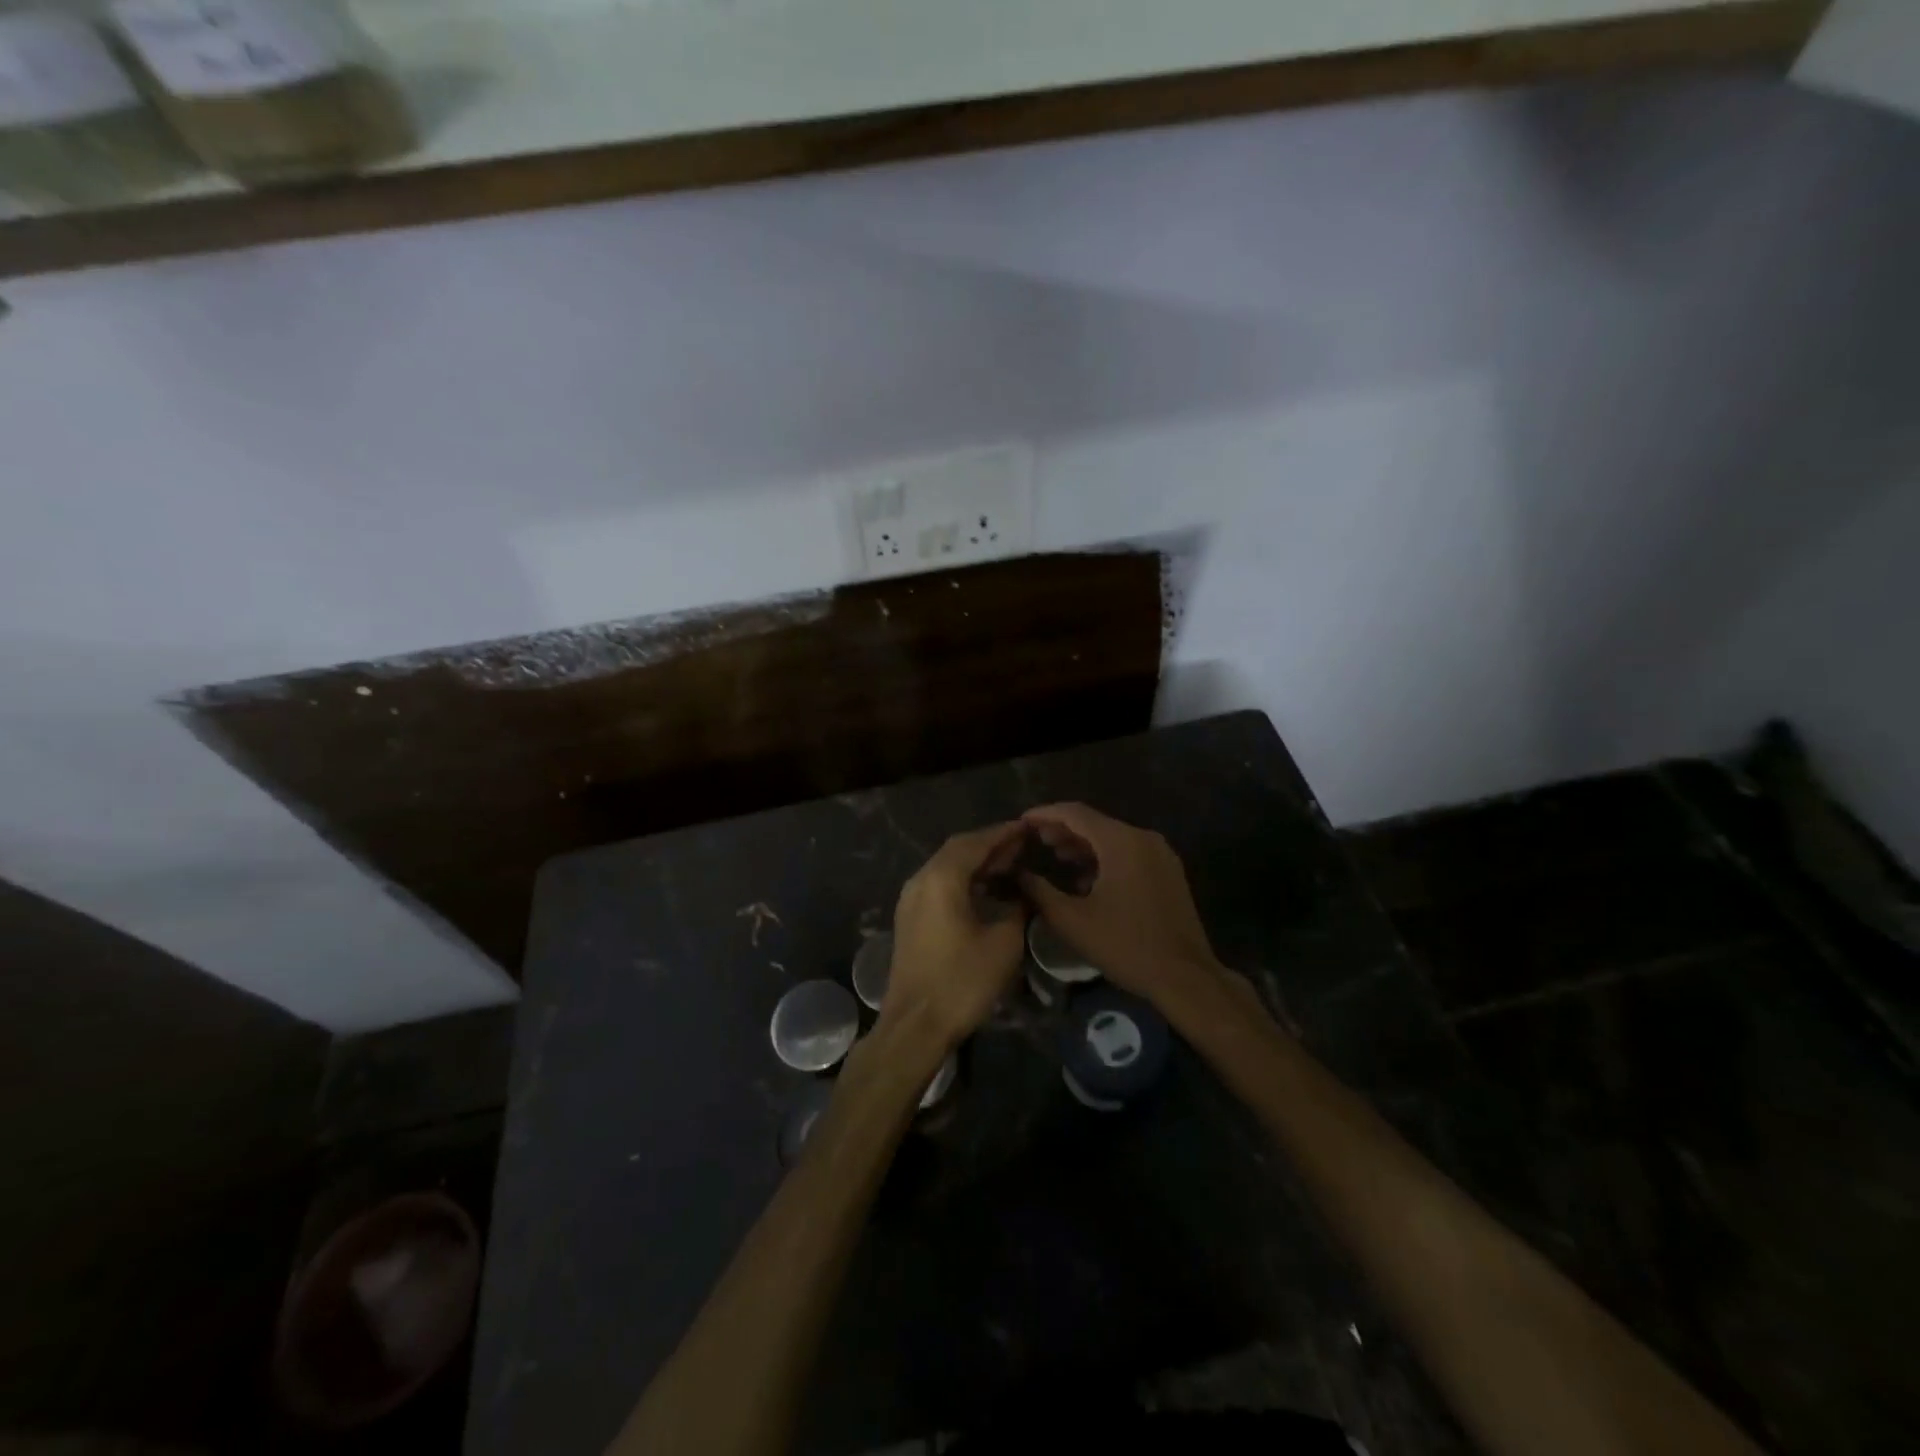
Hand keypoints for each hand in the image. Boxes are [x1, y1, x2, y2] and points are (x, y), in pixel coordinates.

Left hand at [882, 823, 1030, 1047]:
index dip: (1004, 834)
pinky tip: (987, 891)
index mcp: (941, 878)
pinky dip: (964, 880)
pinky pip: (939, 885)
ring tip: (1010, 866)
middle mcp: (921, 880)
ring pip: (947, 867)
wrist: (915, 1026)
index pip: (976, 842)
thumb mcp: (1004, 943)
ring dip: (977, 863)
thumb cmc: (962, 982)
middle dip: (990, 845)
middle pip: (958, 850)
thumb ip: (1017, 908)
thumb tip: (1024, 893)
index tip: (1028, 828)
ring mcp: (911, 899)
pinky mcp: (910, 918)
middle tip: (1023, 846)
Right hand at [1017, 803, 1226, 1011]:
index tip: (1021, 821)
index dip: (1045, 814)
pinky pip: (1129, 853)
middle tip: (1035, 840)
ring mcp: (1160, 854)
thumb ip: (1040, 891)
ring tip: (1056, 856)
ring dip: (1083, 845)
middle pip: (1095, 822)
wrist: (1185, 977)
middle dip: (1063, 829)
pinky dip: (1104, 857)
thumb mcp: (1072, 921)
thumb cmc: (1126, 946)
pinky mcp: (1168, 872)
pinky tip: (1086, 879)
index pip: (1075, 813)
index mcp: (1121, 842)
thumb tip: (1019, 873)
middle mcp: (1143, 838)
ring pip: (1113, 838)